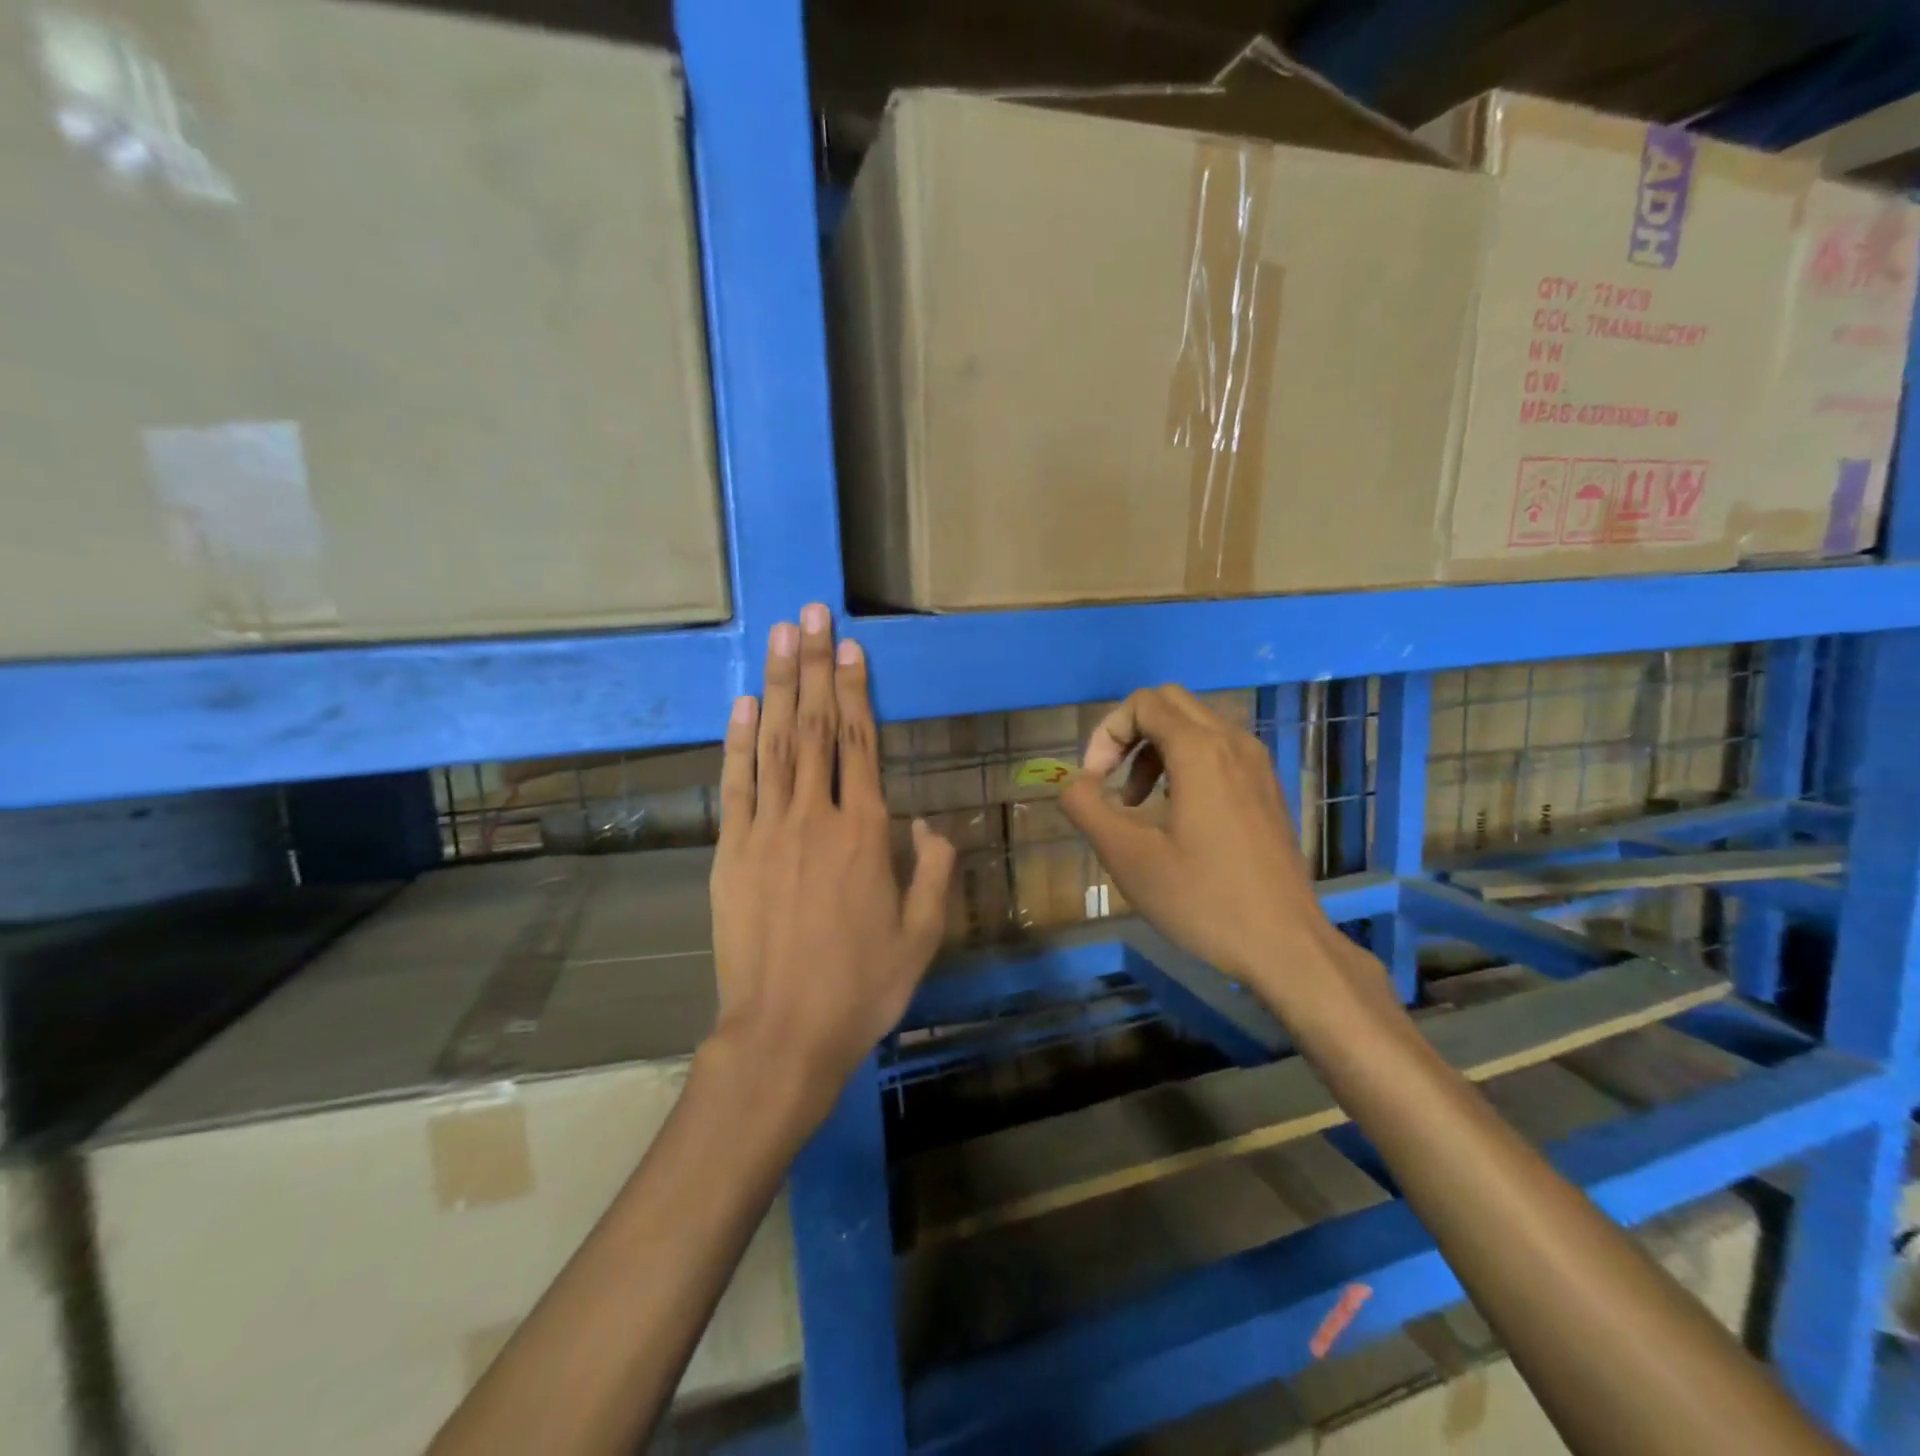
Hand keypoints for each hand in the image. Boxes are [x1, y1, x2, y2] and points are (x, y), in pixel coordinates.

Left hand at [706, 604, 954, 1124]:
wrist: (783, 1033)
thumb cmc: (862, 986)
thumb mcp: (922, 934)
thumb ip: (932, 871)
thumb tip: (930, 824)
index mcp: (864, 834)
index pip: (859, 744)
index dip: (854, 690)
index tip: (847, 646)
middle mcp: (814, 818)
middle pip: (814, 728)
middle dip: (812, 667)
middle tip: (809, 614)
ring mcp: (766, 831)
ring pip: (773, 744)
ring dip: (776, 687)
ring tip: (778, 637)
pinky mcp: (730, 852)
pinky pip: (734, 785)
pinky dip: (737, 741)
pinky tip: (742, 705)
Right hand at [1060, 685, 1357, 1003]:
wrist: (1284, 944)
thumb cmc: (1202, 899)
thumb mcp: (1127, 857)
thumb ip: (1087, 808)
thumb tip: (1074, 783)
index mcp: (1200, 751)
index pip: (1142, 703)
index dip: (1106, 733)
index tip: (1094, 781)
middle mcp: (1233, 743)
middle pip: (1170, 703)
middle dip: (1129, 733)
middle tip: (1110, 781)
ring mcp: (1257, 765)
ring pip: (1195, 725)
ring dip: (1155, 750)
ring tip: (1137, 803)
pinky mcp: (1267, 788)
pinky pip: (1218, 751)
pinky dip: (1185, 763)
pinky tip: (1175, 814)